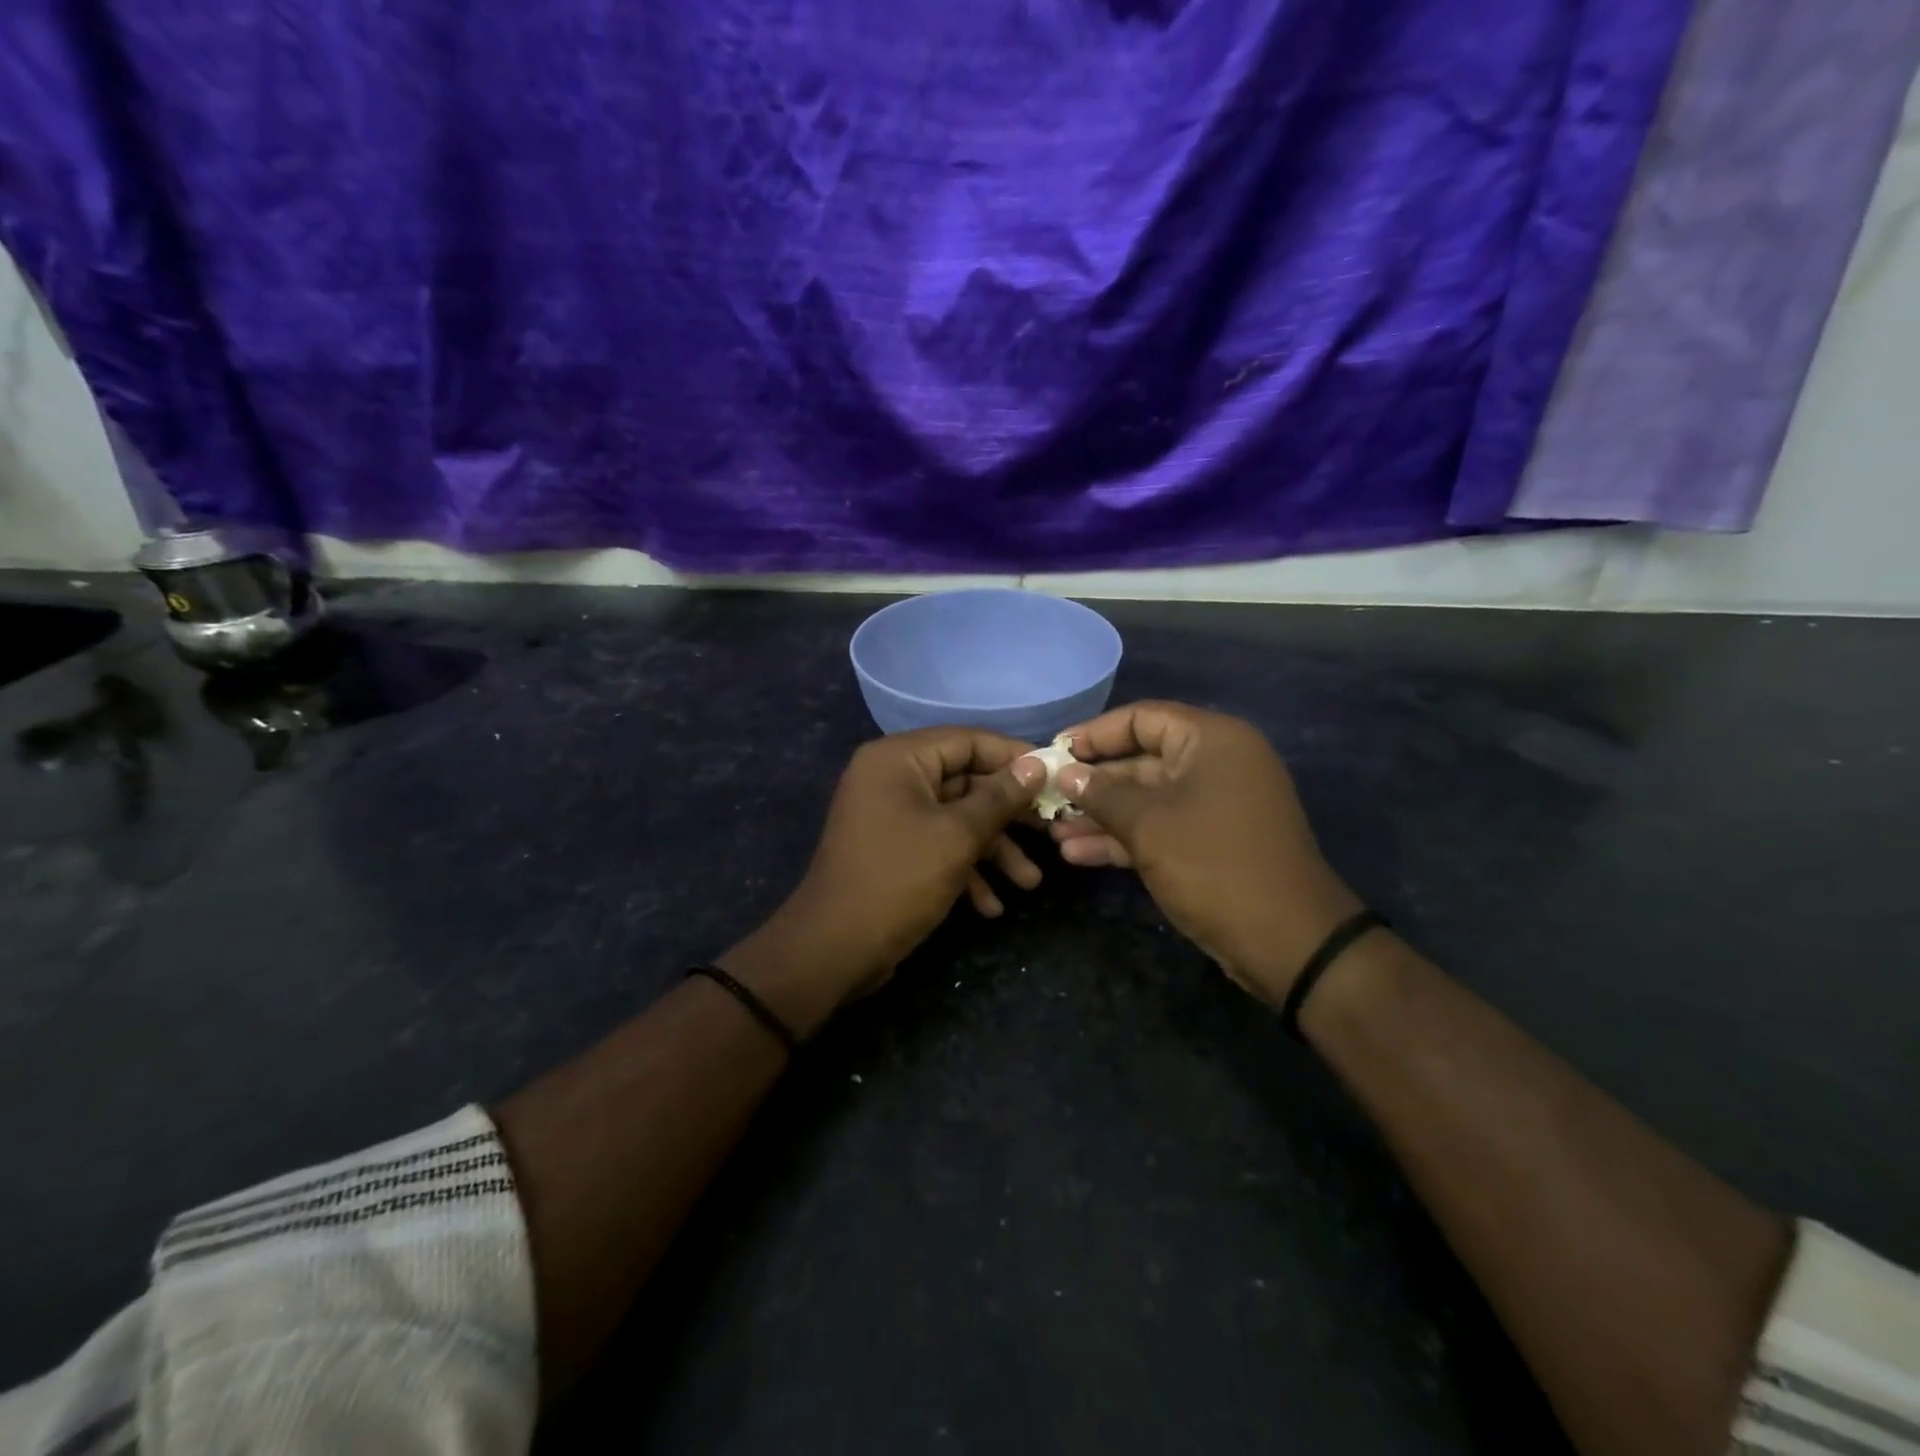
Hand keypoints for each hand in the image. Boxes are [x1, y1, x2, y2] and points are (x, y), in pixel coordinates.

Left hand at [720, 728, 1046, 1033]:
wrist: (834, 949)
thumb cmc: (898, 879)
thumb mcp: (958, 836)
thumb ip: (1000, 797)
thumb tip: (1037, 764)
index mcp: (898, 759)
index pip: (968, 741)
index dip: (1014, 757)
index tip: (1054, 776)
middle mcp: (891, 778)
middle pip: (965, 782)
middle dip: (1008, 817)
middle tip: (1050, 833)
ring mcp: (890, 815)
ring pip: (955, 819)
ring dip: (993, 851)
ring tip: (1028, 884)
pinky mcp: (892, 850)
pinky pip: (937, 845)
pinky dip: (965, 870)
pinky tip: (991, 907)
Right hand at [1049, 701, 1360, 1006]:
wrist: (1288, 942)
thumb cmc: (1214, 865)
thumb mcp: (1149, 825)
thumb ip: (1102, 794)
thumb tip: (1066, 773)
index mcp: (1212, 741)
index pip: (1142, 718)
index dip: (1094, 734)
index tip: (1054, 752)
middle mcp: (1215, 765)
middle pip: (1141, 761)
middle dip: (1092, 784)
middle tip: (1046, 798)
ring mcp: (1214, 807)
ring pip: (1146, 800)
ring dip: (1100, 816)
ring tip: (1053, 832)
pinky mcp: (1210, 843)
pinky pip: (1159, 828)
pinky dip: (1122, 839)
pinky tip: (1077, 854)